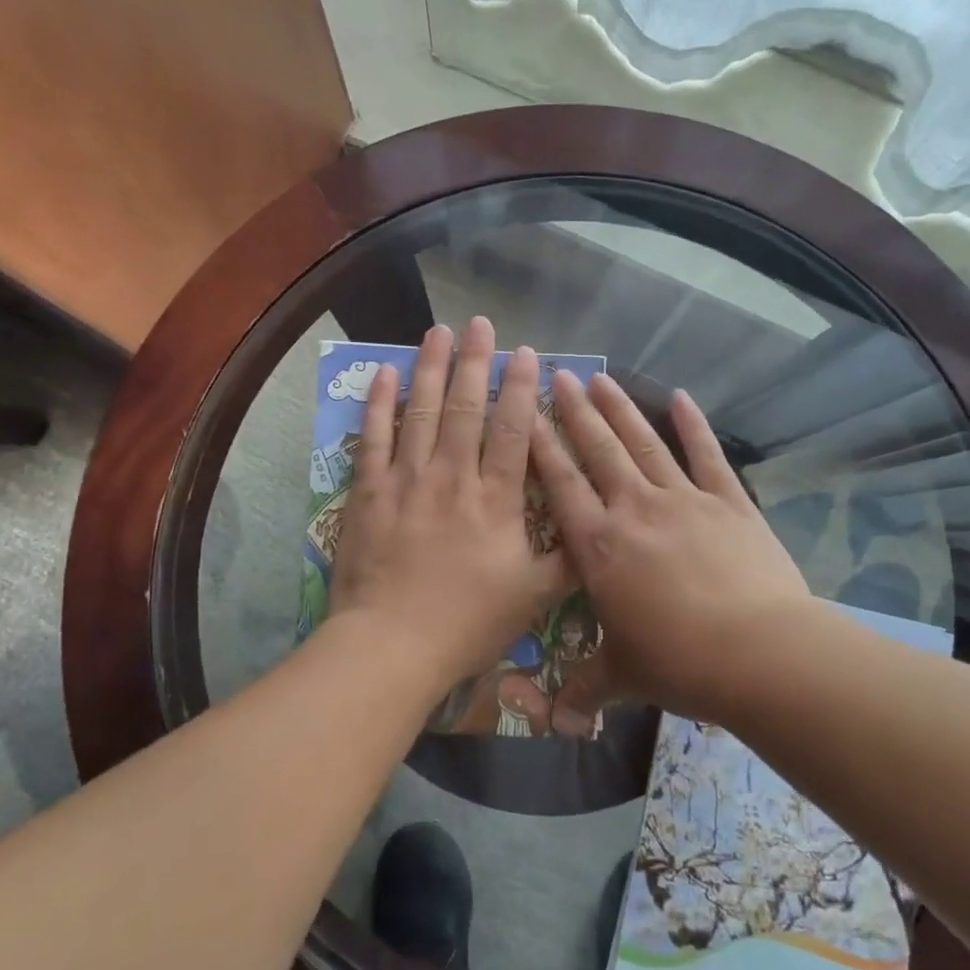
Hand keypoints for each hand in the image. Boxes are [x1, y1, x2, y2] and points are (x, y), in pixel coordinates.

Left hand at [329, 318, 568, 688]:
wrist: (392, 645)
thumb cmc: (467, 623)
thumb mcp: (533, 598)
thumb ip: (568, 562)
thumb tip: (599, 533)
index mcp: (496, 499)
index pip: (513, 430)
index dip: (521, 388)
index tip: (527, 353)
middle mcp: (453, 477)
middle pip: (466, 407)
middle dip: (476, 361)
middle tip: (481, 323)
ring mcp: (407, 480)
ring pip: (422, 411)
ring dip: (431, 367)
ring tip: (438, 331)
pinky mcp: (369, 492)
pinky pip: (374, 438)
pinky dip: (379, 404)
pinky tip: (384, 374)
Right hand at [530, 371, 810, 728]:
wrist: (760, 654)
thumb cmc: (680, 662)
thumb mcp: (622, 675)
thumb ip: (584, 687)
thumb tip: (555, 721)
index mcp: (599, 546)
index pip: (560, 484)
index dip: (540, 446)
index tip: (525, 411)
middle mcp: (634, 509)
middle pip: (598, 450)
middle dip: (575, 412)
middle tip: (559, 376)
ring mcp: (683, 499)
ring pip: (643, 444)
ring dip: (621, 409)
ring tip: (601, 378)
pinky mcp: (728, 502)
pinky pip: (706, 455)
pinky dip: (693, 425)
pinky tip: (680, 397)